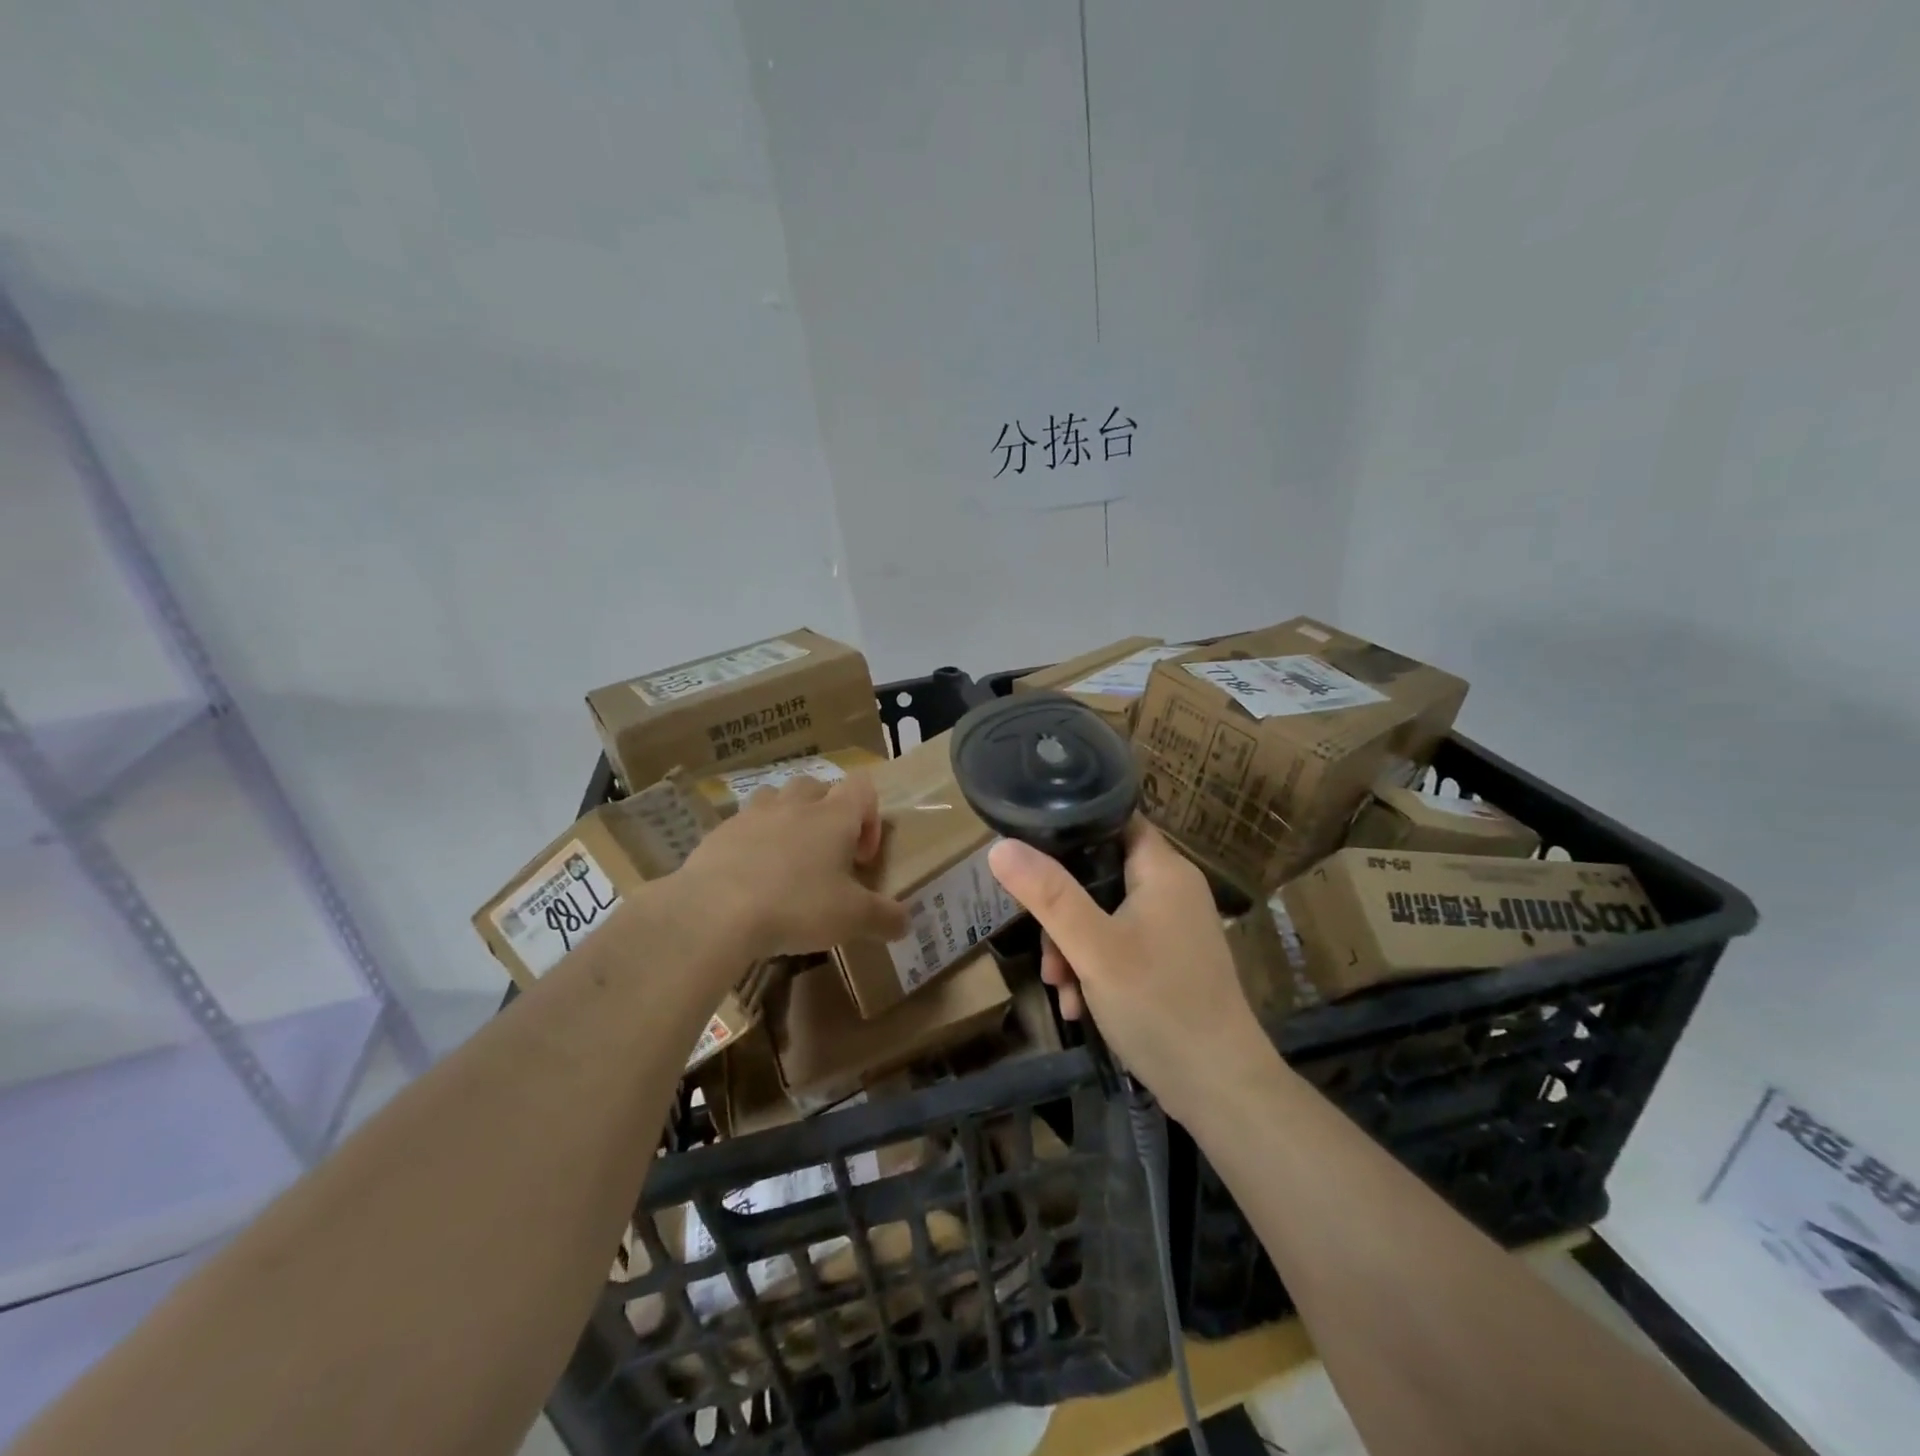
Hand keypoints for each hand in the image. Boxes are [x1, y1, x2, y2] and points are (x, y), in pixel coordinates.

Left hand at [679, 773, 909, 960]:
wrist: (715, 910)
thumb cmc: (796, 906)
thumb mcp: (852, 919)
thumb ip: (885, 918)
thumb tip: (906, 922)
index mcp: (834, 816)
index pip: (862, 786)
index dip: (870, 816)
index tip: (861, 858)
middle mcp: (796, 804)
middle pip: (817, 787)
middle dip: (826, 815)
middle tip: (825, 858)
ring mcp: (754, 814)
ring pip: (777, 798)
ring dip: (787, 819)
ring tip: (786, 860)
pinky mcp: (720, 832)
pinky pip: (744, 825)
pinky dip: (752, 842)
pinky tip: (750, 879)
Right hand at [987, 819, 1275, 1119]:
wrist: (1220, 1088)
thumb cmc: (1159, 1004)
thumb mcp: (1094, 947)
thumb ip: (1048, 895)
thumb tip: (1000, 847)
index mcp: (1163, 869)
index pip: (1114, 819)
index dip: (1071, 827)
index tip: (1030, 850)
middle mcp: (1171, 889)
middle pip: (1099, 874)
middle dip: (1062, 911)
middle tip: (1046, 951)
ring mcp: (1172, 927)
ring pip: (1104, 915)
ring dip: (1073, 948)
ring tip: (1061, 989)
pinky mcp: (1169, 961)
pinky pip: (1119, 946)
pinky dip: (1095, 969)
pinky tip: (1080, 1007)